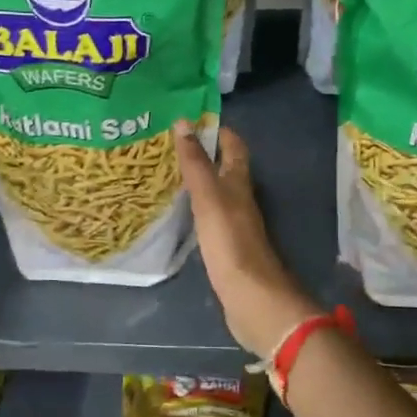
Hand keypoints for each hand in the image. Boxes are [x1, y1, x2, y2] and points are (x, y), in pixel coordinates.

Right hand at [174, 120, 317, 358]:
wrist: (251, 297)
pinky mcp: (226, 248)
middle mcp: (240, 200)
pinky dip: (195, 209)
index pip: (233, 147)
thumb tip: (184, 122)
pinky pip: (209, 219)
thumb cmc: (230, 242)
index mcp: (239, 184)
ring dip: (198, 182)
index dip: (218, 130)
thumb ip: (196, 163)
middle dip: (203, 154)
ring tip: (166, 173)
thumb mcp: (209, 197)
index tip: (191, 118)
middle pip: (225, 169)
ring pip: (216, 194)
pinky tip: (178, 213)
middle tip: (169, 145)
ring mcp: (234, 225)